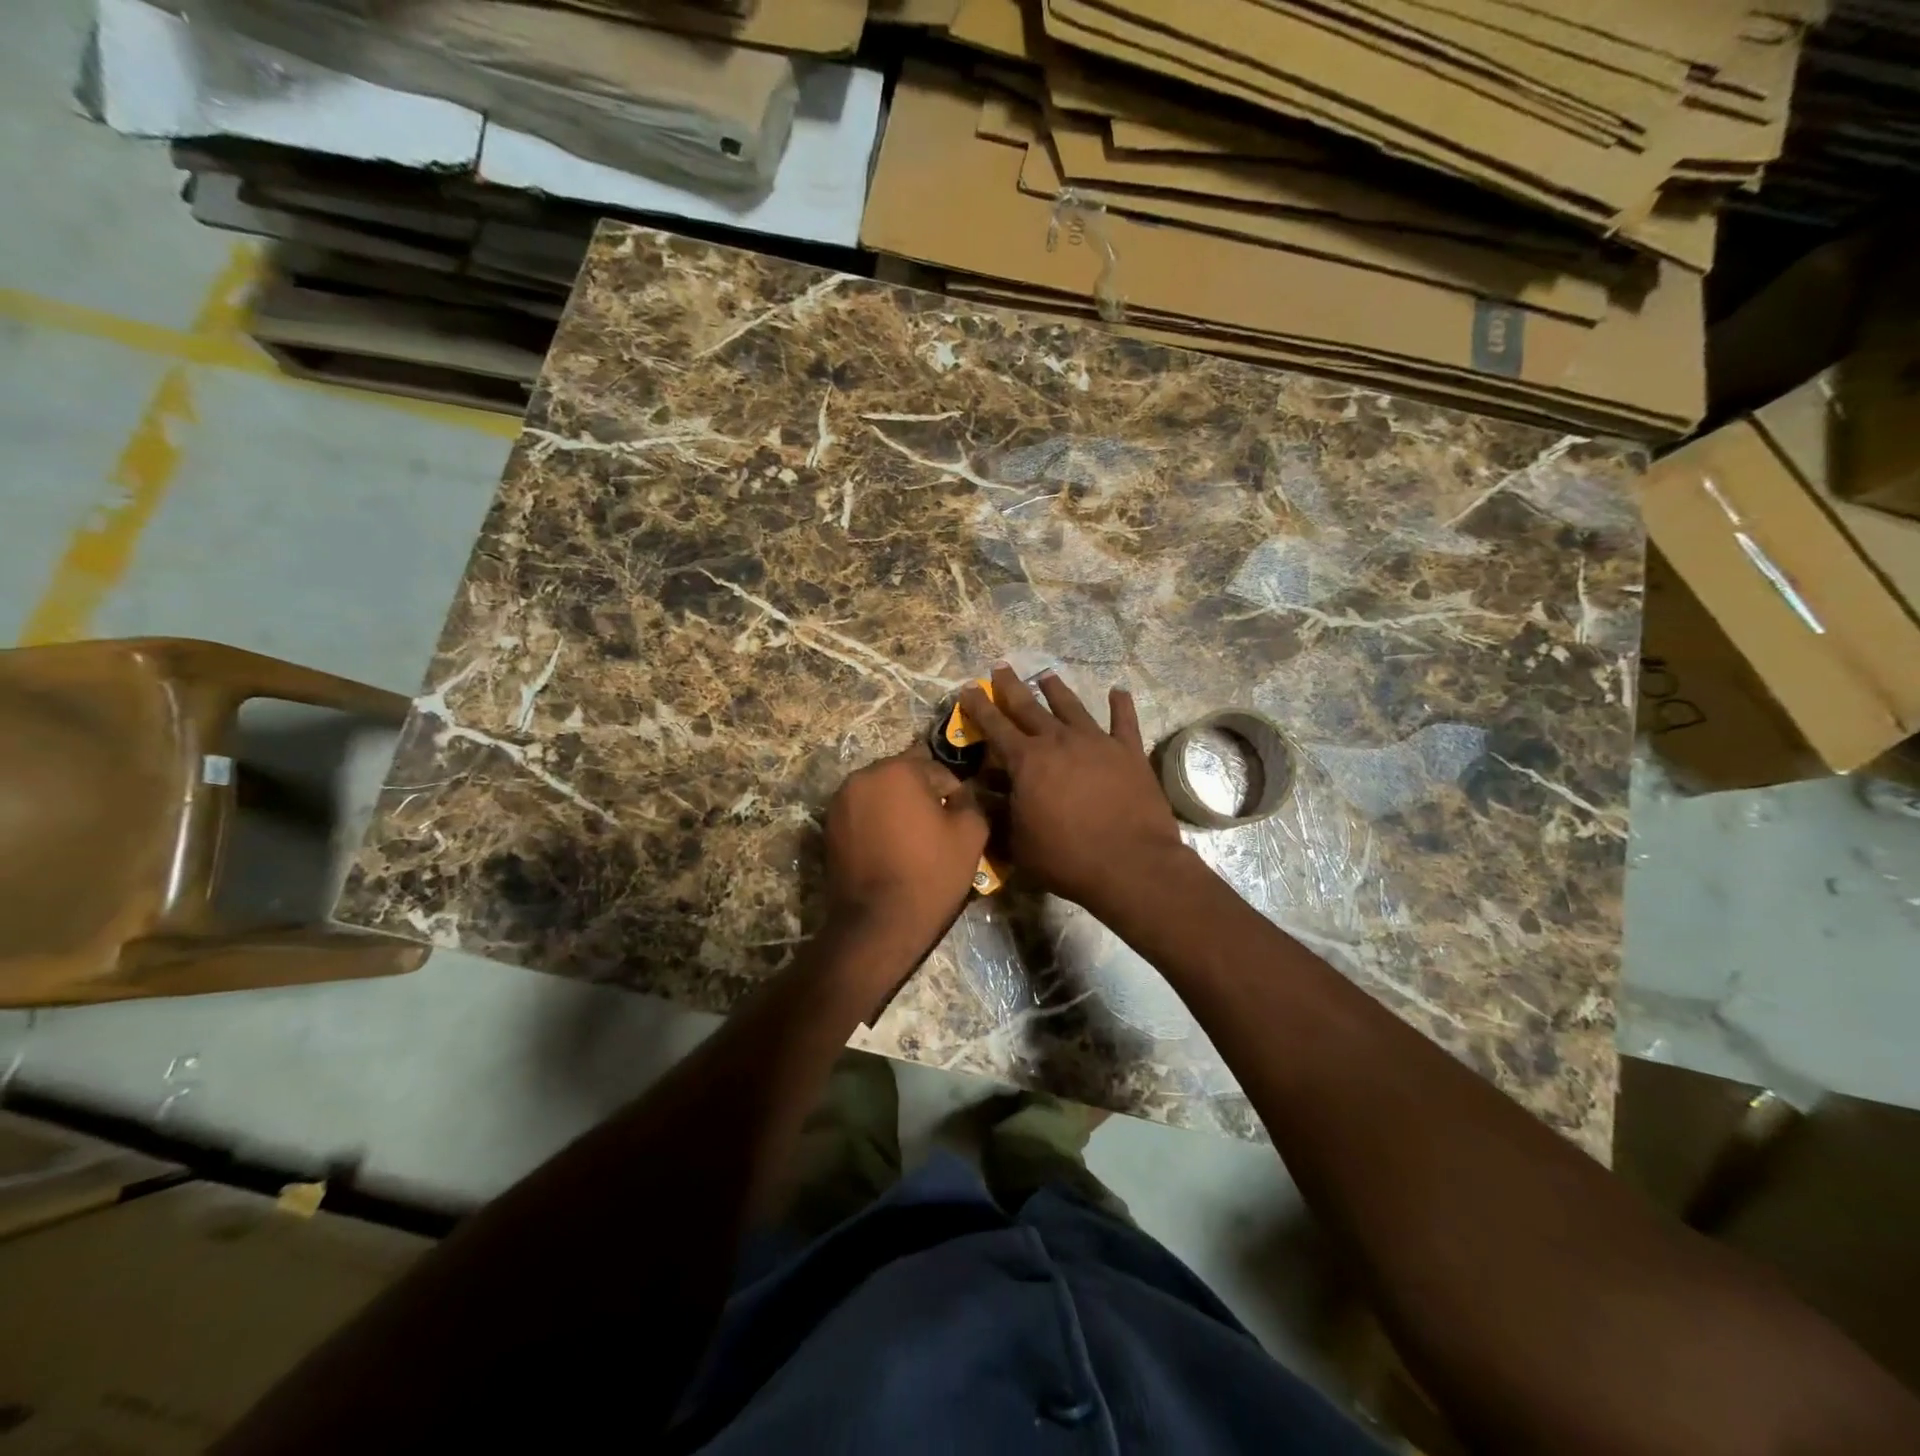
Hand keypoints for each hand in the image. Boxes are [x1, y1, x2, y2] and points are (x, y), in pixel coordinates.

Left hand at [822, 744, 989, 961]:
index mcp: (898, 770)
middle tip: (936, 832)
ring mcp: (840, 802)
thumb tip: (959, 795)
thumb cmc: (929, 874)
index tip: (958, 823)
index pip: (938, 770)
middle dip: (922, 797)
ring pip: (881, 795)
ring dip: (897, 809)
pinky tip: (889, 852)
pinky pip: (862, 815)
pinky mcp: (828, 827)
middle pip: (904, 777)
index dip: (954, 796)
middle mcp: (862, 776)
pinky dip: (877, 825)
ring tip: (911, 843)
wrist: (878, 923)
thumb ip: (970, 801)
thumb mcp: (971, 835)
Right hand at [959, 665, 1188, 918]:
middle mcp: (1059, 741)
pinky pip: (1124, 720)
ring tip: (1047, 675)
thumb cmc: (1067, 858)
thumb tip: (981, 796)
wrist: (1130, 863)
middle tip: (1001, 667)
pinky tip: (1118, 691)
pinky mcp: (1129, 751)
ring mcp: (1097, 742)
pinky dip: (1120, 705)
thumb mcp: (1018, 843)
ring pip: (1072, 706)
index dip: (979, 706)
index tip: (968, 688)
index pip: (995, 726)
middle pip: (1029, 706)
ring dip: (1057, 690)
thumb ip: (999, 815)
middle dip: (1011, 686)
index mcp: (1027, 761)